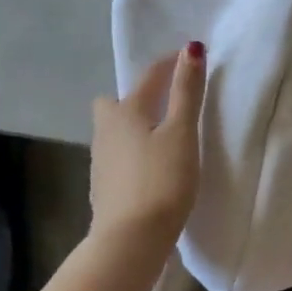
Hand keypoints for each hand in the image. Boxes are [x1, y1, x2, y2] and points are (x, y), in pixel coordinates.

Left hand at [90, 43, 207, 252]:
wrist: (129, 242)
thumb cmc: (161, 181)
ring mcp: (100, 160)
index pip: (150, 75)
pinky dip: (132, 151)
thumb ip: (187, 91)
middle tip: (165, 104)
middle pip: (116, 102)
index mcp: (126, 111)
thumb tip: (190, 48)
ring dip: (134, 125)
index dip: (171, 63)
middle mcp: (106, 130)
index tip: (191, 57)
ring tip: (162, 135)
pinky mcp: (103, 187)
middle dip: (137, 96)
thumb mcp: (181, 133)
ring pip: (115, 130)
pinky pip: (117, 155)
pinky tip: (149, 166)